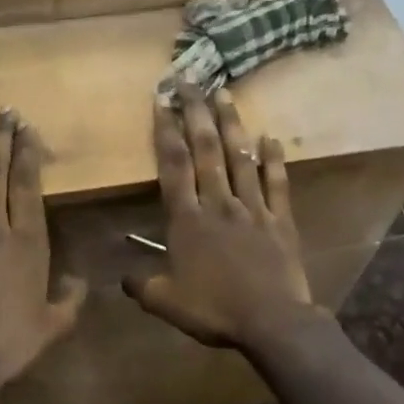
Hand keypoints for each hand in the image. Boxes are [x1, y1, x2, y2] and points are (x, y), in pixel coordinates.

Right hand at [122, 81, 320, 350]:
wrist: (272, 322)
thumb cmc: (214, 310)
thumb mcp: (166, 303)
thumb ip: (141, 285)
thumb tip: (122, 277)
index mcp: (187, 220)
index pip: (173, 166)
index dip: (165, 132)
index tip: (161, 101)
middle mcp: (218, 204)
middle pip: (207, 150)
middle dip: (196, 113)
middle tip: (190, 81)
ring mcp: (252, 208)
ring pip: (240, 157)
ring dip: (231, 123)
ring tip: (224, 93)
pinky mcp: (280, 220)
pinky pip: (277, 183)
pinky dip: (274, 159)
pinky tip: (270, 137)